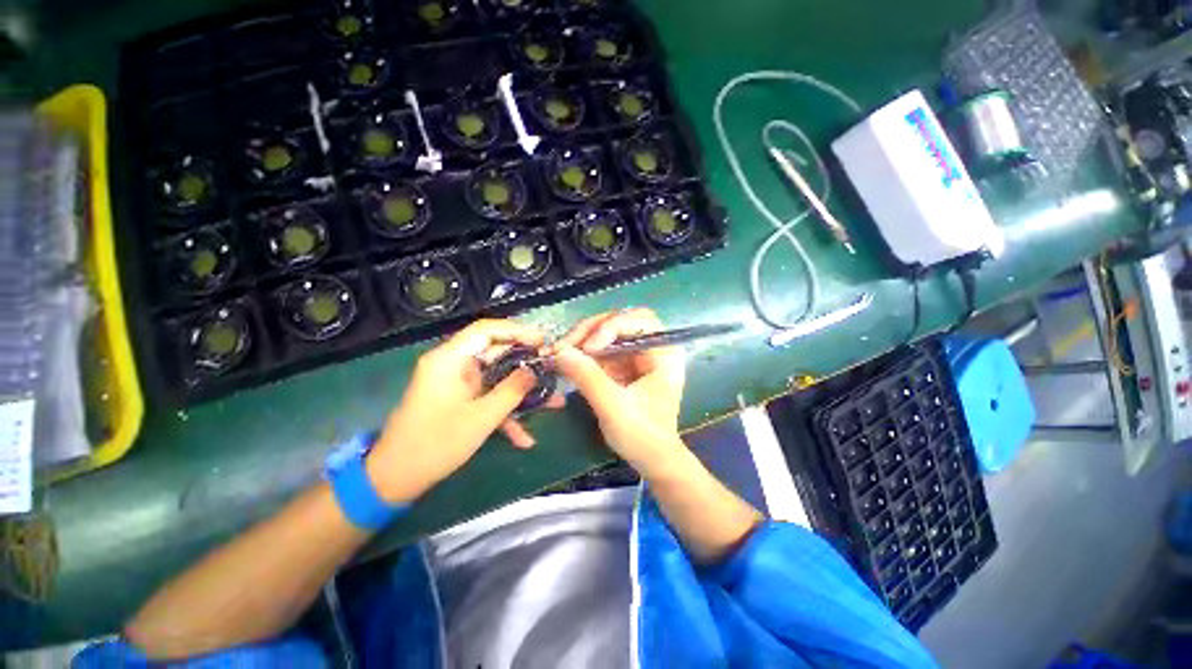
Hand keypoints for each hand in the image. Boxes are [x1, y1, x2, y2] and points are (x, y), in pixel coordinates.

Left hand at [368, 319, 559, 501]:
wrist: (396, 480)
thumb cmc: (436, 444)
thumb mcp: (482, 417)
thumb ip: (513, 389)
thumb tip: (536, 368)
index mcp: (451, 359)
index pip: (487, 330)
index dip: (518, 331)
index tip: (543, 341)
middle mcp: (454, 365)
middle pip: (496, 354)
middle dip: (526, 365)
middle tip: (553, 369)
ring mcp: (457, 384)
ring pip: (497, 378)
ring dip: (522, 393)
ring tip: (553, 402)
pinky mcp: (460, 401)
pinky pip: (488, 398)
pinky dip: (505, 413)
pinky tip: (525, 438)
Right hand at [552, 308, 687, 476]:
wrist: (652, 460)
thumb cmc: (643, 436)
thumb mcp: (613, 407)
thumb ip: (588, 377)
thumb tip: (560, 352)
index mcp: (665, 353)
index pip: (640, 320)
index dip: (611, 327)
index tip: (587, 349)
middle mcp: (654, 347)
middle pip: (622, 321)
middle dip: (592, 330)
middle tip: (566, 345)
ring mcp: (638, 355)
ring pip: (608, 333)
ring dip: (584, 340)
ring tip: (562, 352)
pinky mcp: (625, 365)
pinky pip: (603, 349)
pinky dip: (584, 353)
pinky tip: (569, 361)